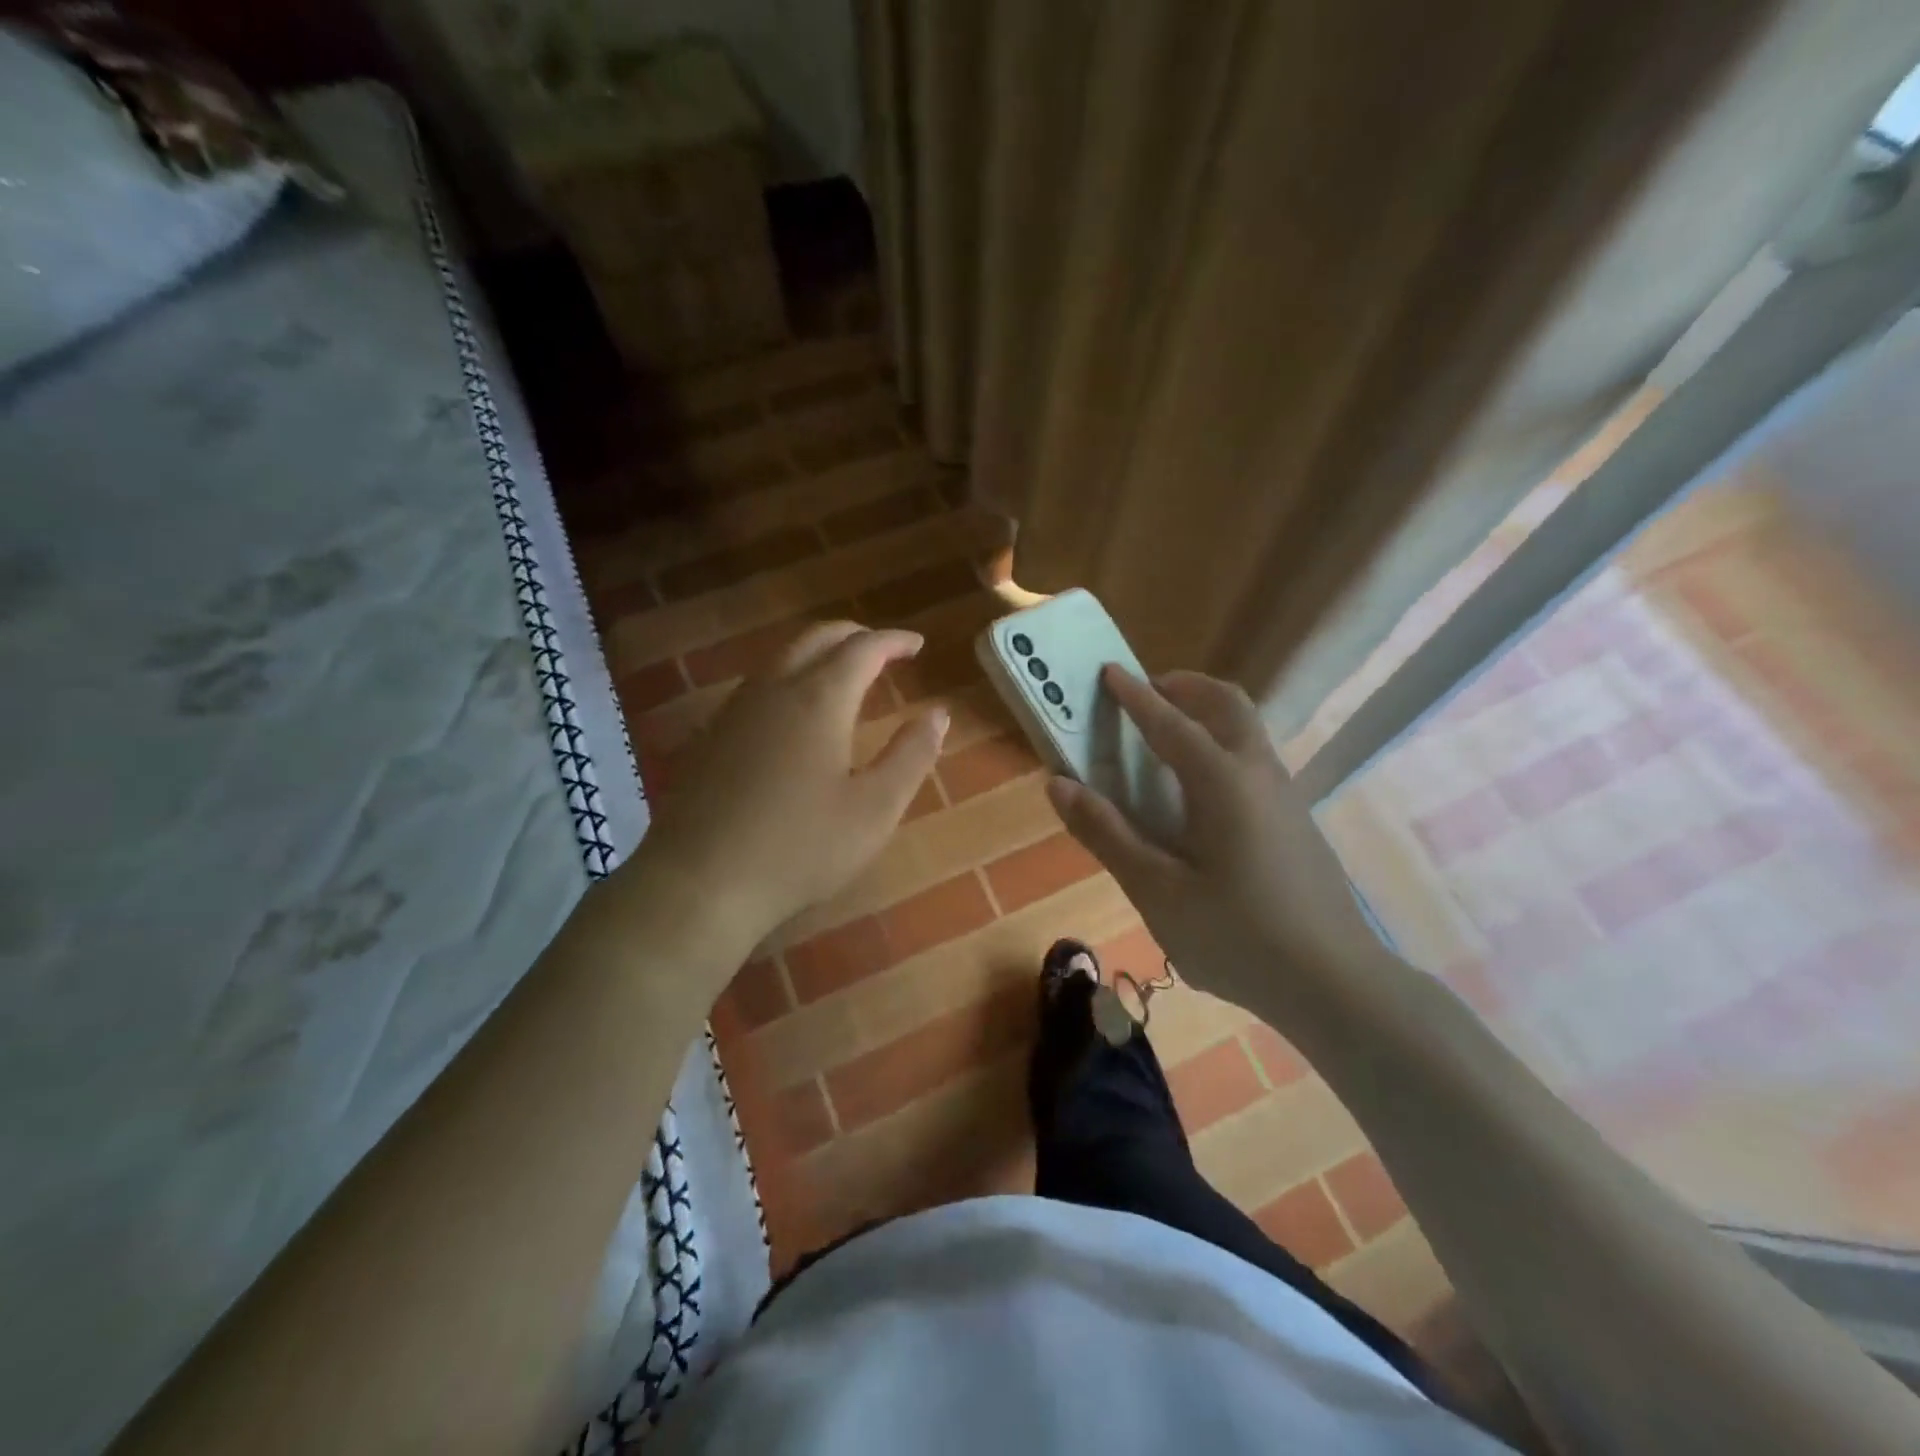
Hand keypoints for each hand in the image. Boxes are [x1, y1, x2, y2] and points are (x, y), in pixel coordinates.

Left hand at [625, 621, 947, 954]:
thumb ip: (911, 755)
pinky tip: (796, 711)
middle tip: (884, 649)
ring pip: (782, 658)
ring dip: (819, 653)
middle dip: (855, 636)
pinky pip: (759, 684)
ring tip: (845, 674)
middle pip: (816, 639)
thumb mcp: (874, 809)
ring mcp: (735, 710)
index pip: (863, 648)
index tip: (917, 644)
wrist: (699, 882)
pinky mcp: (711, 735)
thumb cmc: (799, 848)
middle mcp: (774, 689)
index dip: (893, 641)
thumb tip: (938, 713)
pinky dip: (791, 676)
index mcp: (819, 699)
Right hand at [1047, 666, 1382, 1022]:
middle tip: (1146, 694)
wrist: (1336, 985)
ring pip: (1247, 729)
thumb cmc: (1237, 937)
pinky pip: (1253, 759)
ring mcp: (1285, 796)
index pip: (1170, 723)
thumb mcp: (1157, 891)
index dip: (1135, 696)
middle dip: (1184, 688)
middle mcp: (1258, 774)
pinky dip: (1221, 744)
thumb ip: (1107, 833)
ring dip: (1206, 713)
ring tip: (1166, 736)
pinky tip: (1200, 793)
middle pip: (1227, 704)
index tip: (1109, 671)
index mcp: (1222, 782)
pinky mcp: (1295, 822)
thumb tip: (1059, 785)